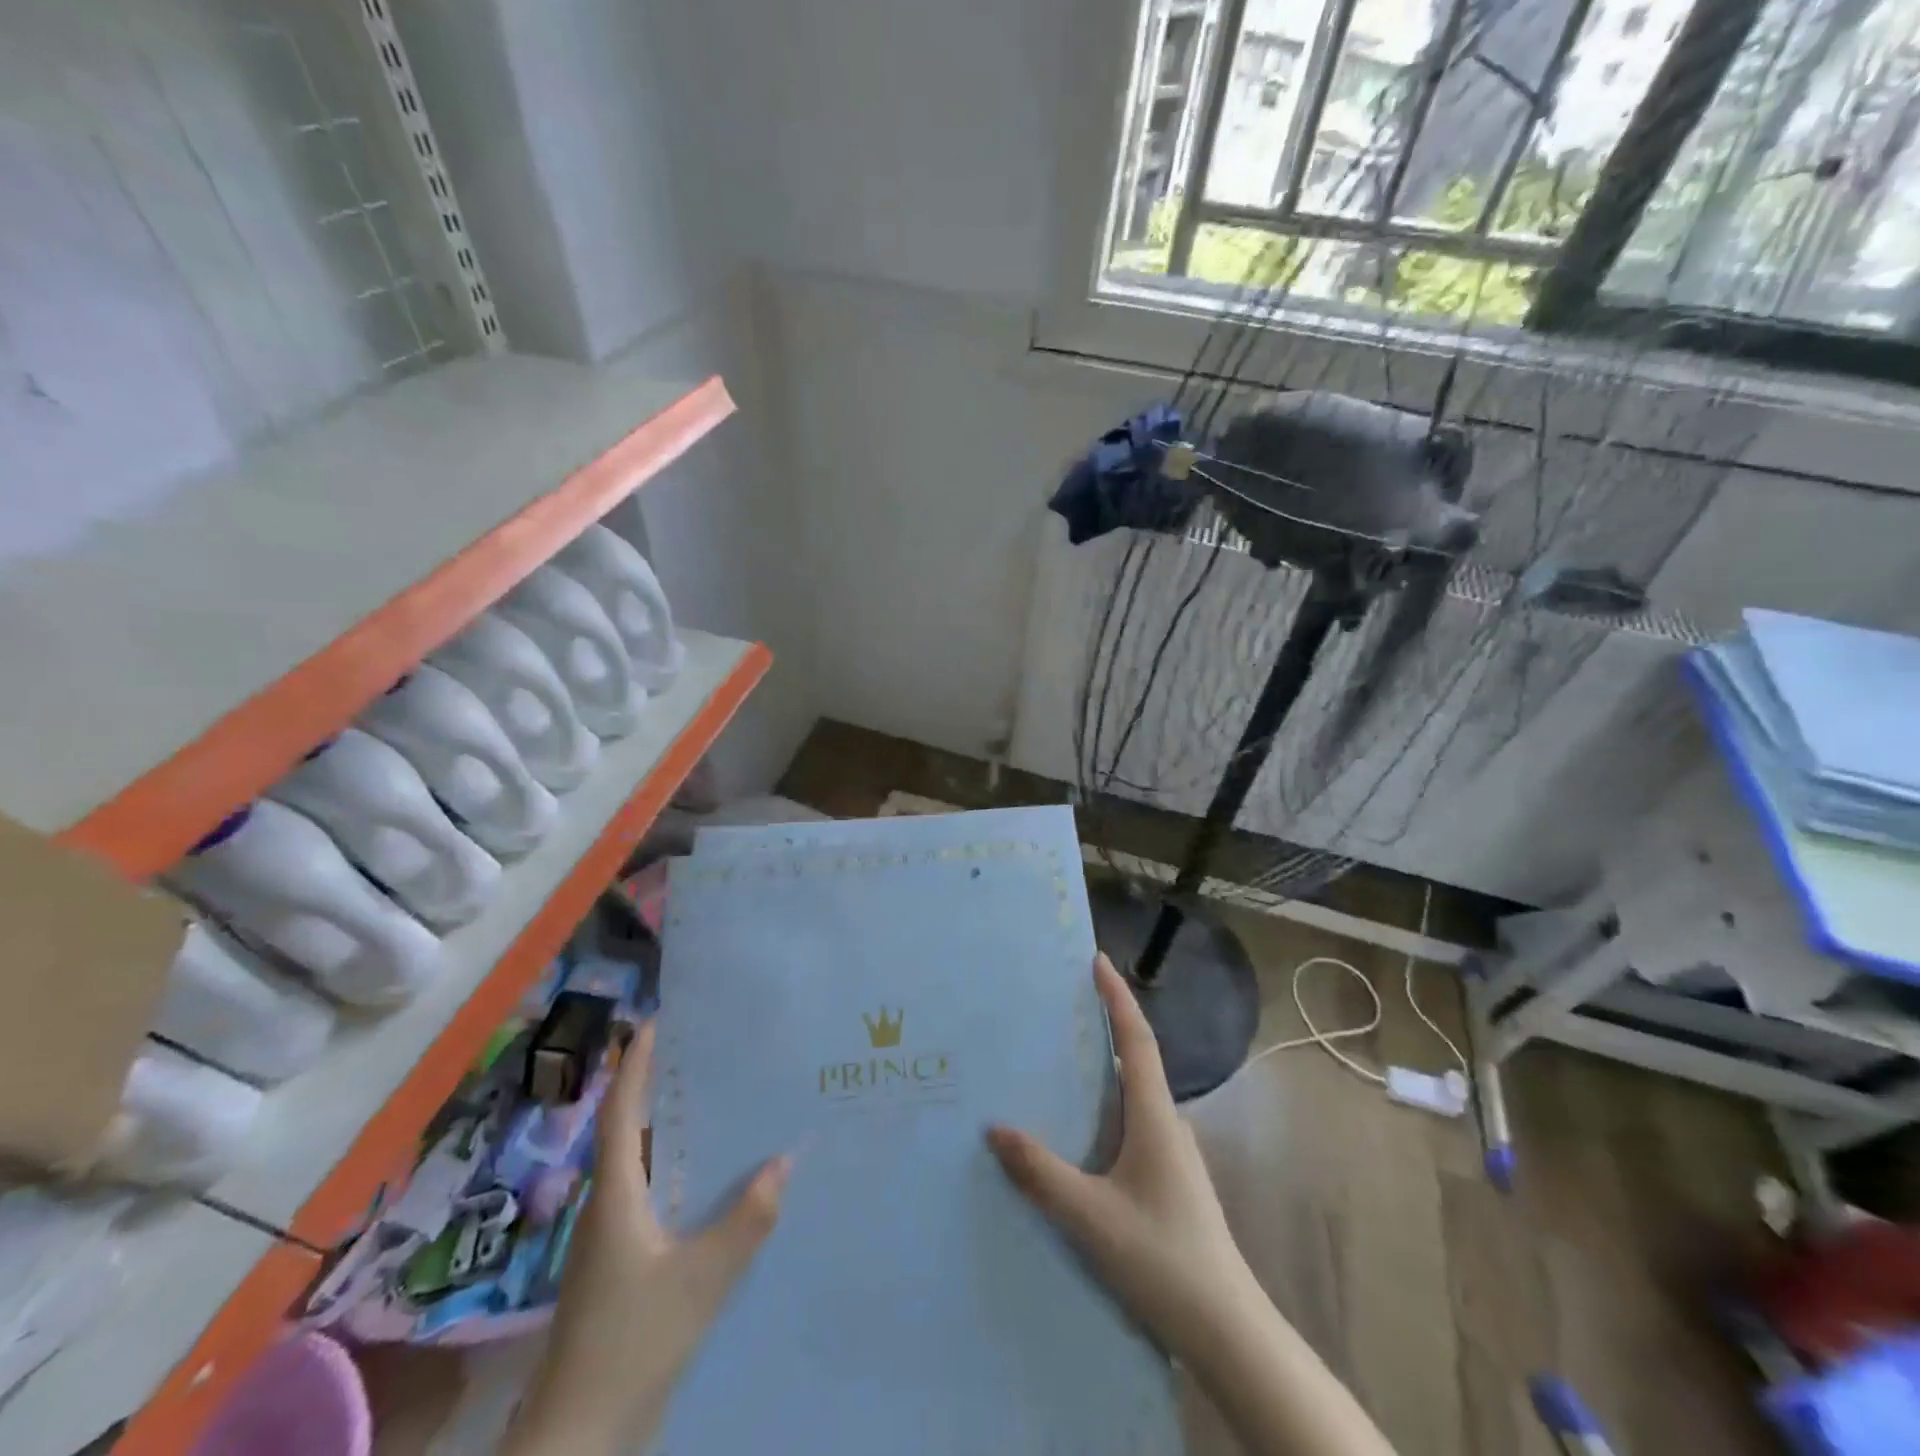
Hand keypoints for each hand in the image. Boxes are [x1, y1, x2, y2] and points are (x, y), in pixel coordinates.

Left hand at [505, 1021, 790, 1454]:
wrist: (579, 1439)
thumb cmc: (632, 1342)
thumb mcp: (699, 1280)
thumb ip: (745, 1221)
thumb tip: (785, 1160)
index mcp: (615, 1196)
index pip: (621, 1113)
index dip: (634, 1064)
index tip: (654, 1020)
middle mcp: (609, 1207)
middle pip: (630, 1132)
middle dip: (659, 1088)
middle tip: (703, 1053)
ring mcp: (612, 1240)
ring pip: (643, 1168)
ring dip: (672, 1132)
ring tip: (718, 1104)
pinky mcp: (623, 1267)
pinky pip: (653, 1198)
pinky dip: (680, 1175)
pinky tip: (715, 1183)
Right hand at [986, 953, 1256, 1361]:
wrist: (1227, 1330)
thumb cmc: (1162, 1259)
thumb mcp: (1091, 1217)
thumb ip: (1041, 1173)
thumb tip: (995, 1127)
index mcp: (1154, 1117)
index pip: (1137, 1039)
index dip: (1117, 997)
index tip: (1097, 960)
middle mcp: (1167, 1124)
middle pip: (1137, 1059)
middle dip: (1106, 1025)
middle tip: (1064, 1006)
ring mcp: (1172, 1153)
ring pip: (1135, 1095)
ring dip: (1105, 1068)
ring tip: (1062, 1061)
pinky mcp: (1170, 1179)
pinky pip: (1134, 1123)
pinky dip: (1107, 1106)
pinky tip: (1081, 1130)